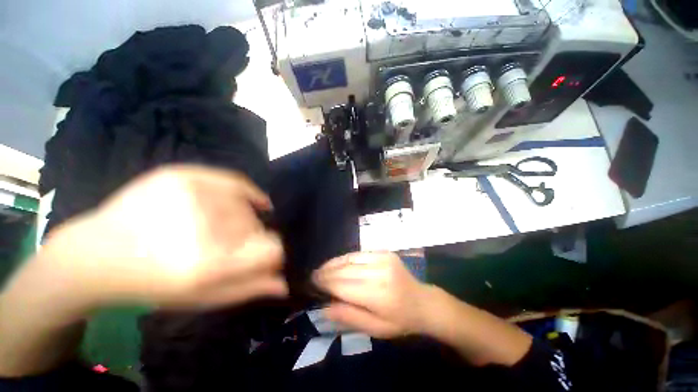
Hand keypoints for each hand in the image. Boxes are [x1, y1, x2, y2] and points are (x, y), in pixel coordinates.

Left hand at [42, 165, 287, 308]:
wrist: (96, 253)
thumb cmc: (152, 284)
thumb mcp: (201, 297)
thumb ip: (247, 288)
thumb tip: (285, 284)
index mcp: (209, 264)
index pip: (272, 249)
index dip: (273, 252)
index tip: (264, 255)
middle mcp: (204, 227)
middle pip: (257, 227)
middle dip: (252, 238)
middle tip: (230, 245)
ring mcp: (192, 196)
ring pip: (247, 206)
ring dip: (243, 218)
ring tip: (222, 226)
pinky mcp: (182, 175)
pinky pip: (234, 181)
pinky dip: (246, 192)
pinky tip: (245, 200)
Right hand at [312, 252, 429, 338]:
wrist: (423, 301)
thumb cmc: (400, 320)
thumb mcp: (376, 329)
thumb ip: (350, 317)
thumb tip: (324, 308)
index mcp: (378, 295)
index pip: (343, 286)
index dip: (326, 284)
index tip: (312, 284)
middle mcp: (379, 272)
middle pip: (345, 270)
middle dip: (326, 273)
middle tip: (313, 276)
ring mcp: (382, 258)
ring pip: (350, 259)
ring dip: (333, 263)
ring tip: (322, 269)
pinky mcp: (384, 252)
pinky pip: (359, 254)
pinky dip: (346, 258)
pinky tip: (337, 263)